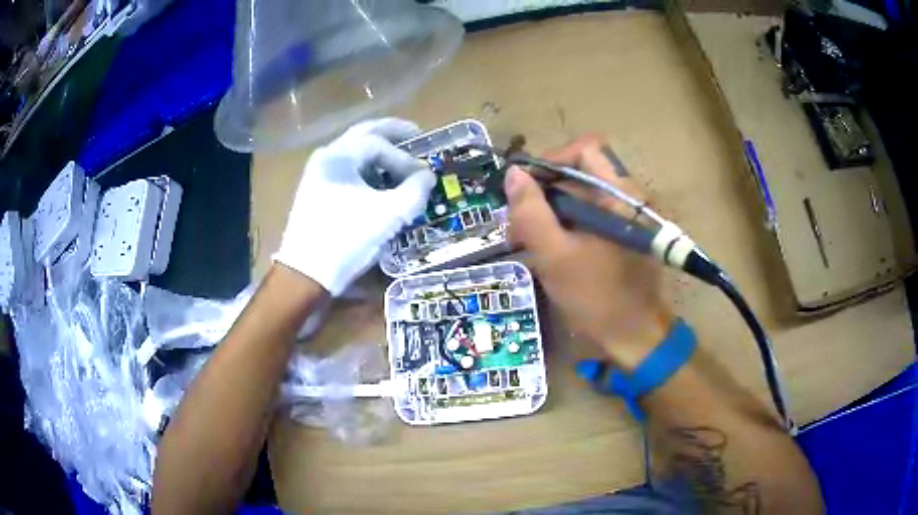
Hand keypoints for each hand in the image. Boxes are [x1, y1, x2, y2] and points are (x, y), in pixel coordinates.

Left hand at [274, 118, 435, 295]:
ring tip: (400, 160)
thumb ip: (415, 191)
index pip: (379, 144)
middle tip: (415, 133)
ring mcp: (317, 175)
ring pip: (353, 152)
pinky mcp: (315, 193)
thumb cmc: (347, 239)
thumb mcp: (389, 215)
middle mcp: (325, 157)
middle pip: (363, 135)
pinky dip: (366, 169)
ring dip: (378, 152)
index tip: (424, 176)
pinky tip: (378, 181)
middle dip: (391, 133)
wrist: (306, 274)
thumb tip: (427, 176)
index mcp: (339, 155)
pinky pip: (346, 170)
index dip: (406, 158)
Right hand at [505, 135, 672, 369]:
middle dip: (544, 192)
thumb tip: (514, 173)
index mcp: (620, 195)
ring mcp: (627, 217)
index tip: (525, 187)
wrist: (635, 338)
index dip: (551, 160)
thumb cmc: (597, 298)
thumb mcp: (555, 256)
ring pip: (582, 197)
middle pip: (580, 173)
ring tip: (525, 240)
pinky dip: (565, 226)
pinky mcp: (622, 235)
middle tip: (517, 222)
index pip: (585, 149)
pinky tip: (547, 249)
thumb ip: (531, 212)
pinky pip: (589, 216)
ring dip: (550, 212)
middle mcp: (627, 197)